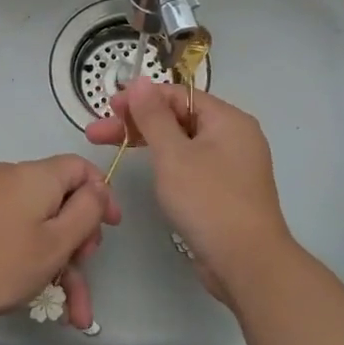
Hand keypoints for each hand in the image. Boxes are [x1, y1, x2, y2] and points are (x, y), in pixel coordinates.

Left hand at [0, 156, 120, 330]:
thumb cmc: (5, 262)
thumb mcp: (58, 241)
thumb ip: (87, 211)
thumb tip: (98, 190)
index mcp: (36, 175)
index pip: (80, 167)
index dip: (102, 194)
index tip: (112, 227)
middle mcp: (14, 178)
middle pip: (62, 198)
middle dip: (80, 237)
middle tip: (84, 266)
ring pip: (43, 225)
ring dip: (63, 263)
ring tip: (76, 311)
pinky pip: (21, 232)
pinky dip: (38, 260)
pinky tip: (53, 302)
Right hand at [85, 78, 294, 301]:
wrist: (246, 263)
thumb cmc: (208, 201)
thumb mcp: (173, 155)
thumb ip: (153, 116)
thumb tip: (140, 81)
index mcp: (228, 120)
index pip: (178, 95)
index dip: (141, 98)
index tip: (108, 108)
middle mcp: (234, 137)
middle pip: (178, 118)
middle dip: (137, 123)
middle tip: (97, 133)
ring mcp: (231, 166)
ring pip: (182, 143)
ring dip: (147, 143)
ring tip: (112, 149)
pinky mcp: (225, 191)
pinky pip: (191, 165)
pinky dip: (166, 164)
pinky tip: (146, 172)